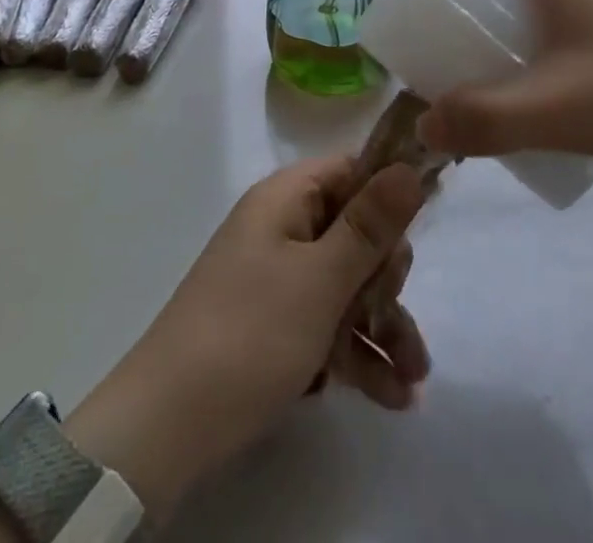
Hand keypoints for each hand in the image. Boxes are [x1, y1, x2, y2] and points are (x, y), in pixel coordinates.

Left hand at [62, 157, 429, 518]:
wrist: (168, 426)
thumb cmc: (252, 333)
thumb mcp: (321, 279)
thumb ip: (371, 225)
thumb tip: (408, 166)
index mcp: (286, 199)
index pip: (351, 171)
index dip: (389, 193)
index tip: (424, 225)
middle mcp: (281, 228)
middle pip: (354, 232)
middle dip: (388, 277)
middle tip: (399, 311)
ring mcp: (276, 278)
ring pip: (345, 285)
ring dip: (382, 325)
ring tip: (415, 378)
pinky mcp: (273, 325)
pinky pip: (325, 323)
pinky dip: (355, 352)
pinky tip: (392, 396)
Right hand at [416, 0, 592, 190]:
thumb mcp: (554, 108)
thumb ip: (483, 119)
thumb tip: (425, 127)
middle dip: (487, 5)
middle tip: (462, 46)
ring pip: (560, 14)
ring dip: (525, 40)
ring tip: (503, 87)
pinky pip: (590, 46)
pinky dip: (562, 67)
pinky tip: (563, 117)